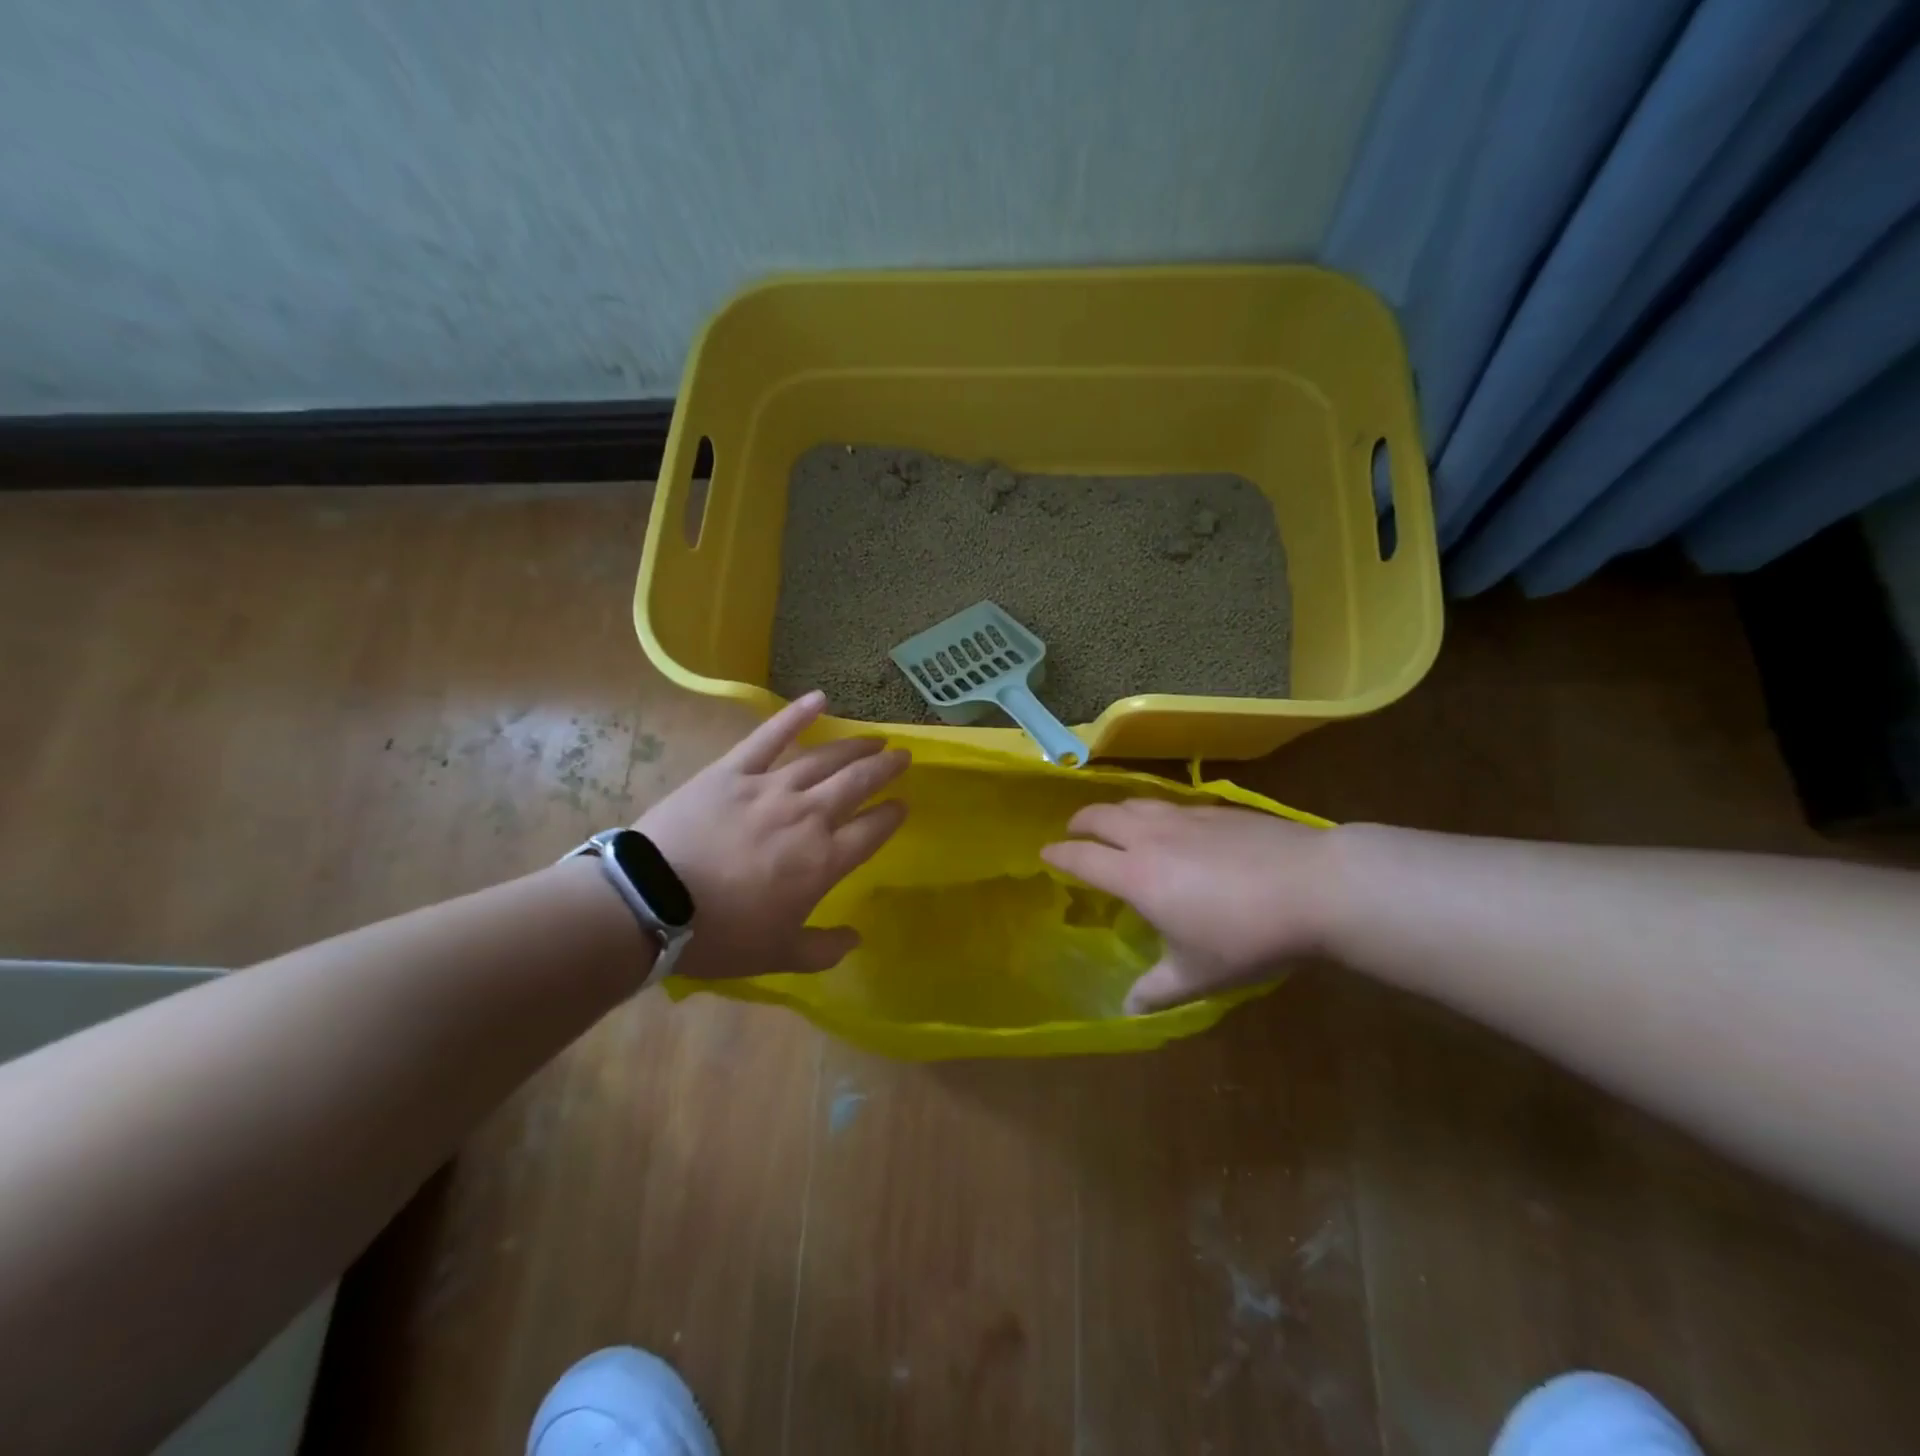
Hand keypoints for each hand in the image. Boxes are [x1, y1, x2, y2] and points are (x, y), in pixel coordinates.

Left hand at [634, 691, 908, 978]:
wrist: (652, 902)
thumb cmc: (719, 934)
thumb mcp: (777, 955)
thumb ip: (822, 950)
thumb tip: (855, 940)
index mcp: (823, 860)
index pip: (872, 831)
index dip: (891, 816)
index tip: (902, 805)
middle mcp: (808, 815)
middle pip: (857, 783)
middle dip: (884, 768)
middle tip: (902, 756)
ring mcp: (771, 787)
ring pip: (824, 758)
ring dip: (854, 746)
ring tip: (874, 737)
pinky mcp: (733, 770)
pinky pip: (770, 736)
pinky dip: (796, 715)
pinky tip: (819, 698)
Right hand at [1041, 799, 1340, 1013]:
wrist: (1314, 886)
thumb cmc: (1247, 935)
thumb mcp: (1199, 973)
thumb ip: (1157, 990)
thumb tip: (1126, 1009)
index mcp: (1136, 874)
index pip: (1082, 857)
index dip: (1058, 854)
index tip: (1045, 854)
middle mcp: (1151, 837)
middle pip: (1101, 816)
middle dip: (1080, 822)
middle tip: (1074, 832)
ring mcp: (1185, 817)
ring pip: (1134, 802)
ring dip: (1113, 810)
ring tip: (1113, 822)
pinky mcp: (1216, 809)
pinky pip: (1168, 803)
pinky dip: (1151, 810)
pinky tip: (1168, 824)